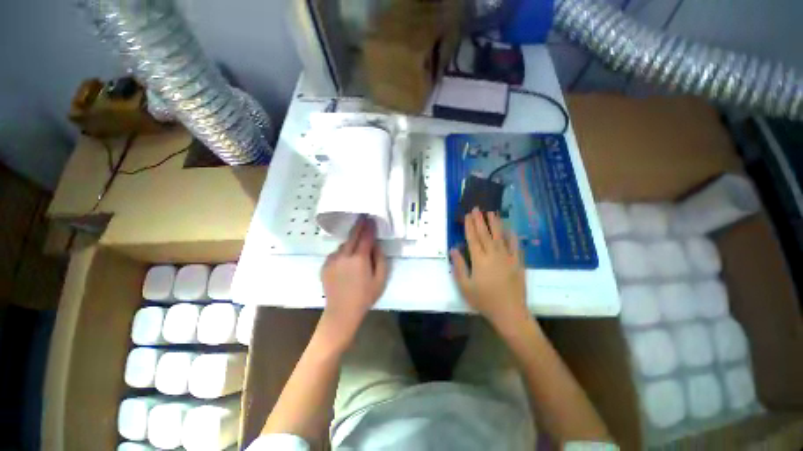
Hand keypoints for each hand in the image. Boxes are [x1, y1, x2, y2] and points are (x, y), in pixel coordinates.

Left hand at [321, 217, 388, 336]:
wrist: (341, 312)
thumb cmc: (365, 296)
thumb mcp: (380, 279)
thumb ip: (380, 259)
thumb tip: (376, 245)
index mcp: (359, 259)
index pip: (366, 237)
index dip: (369, 227)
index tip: (371, 219)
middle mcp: (344, 255)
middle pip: (352, 236)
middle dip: (359, 226)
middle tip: (362, 218)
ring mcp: (332, 260)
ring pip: (343, 245)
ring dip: (350, 243)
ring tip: (355, 248)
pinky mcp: (324, 265)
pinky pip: (335, 253)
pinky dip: (342, 253)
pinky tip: (345, 262)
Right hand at [451, 208, 528, 328]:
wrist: (510, 313)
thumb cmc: (484, 300)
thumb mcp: (465, 286)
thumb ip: (458, 266)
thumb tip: (453, 249)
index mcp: (479, 260)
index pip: (473, 238)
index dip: (469, 225)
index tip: (468, 215)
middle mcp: (493, 254)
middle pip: (485, 234)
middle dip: (480, 220)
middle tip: (477, 208)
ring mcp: (507, 257)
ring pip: (500, 236)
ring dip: (495, 223)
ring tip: (492, 212)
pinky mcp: (518, 263)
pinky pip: (515, 246)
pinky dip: (512, 236)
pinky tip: (510, 229)